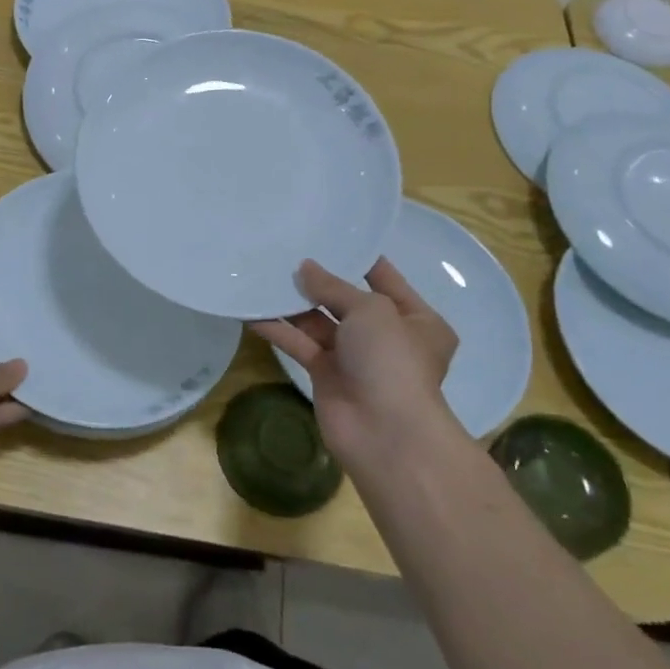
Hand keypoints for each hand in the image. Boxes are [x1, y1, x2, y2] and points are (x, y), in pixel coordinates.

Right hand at [250, 259, 462, 481]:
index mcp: (416, 319)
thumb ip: (334, 287)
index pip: (384, 279)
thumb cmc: (392, 359)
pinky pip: (300, 344)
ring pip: (319, 322)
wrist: (385, 432)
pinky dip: (279, 329)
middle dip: (318, 281)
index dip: (358, 258)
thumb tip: (304, 267)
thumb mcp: (370, 310)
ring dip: (294, 303)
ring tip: (264, 275)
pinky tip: (253, 311)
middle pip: (347, 300)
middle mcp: (387, 336)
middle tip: (286, 253)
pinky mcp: (326, 375)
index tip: (327, 236)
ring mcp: (355, 358)